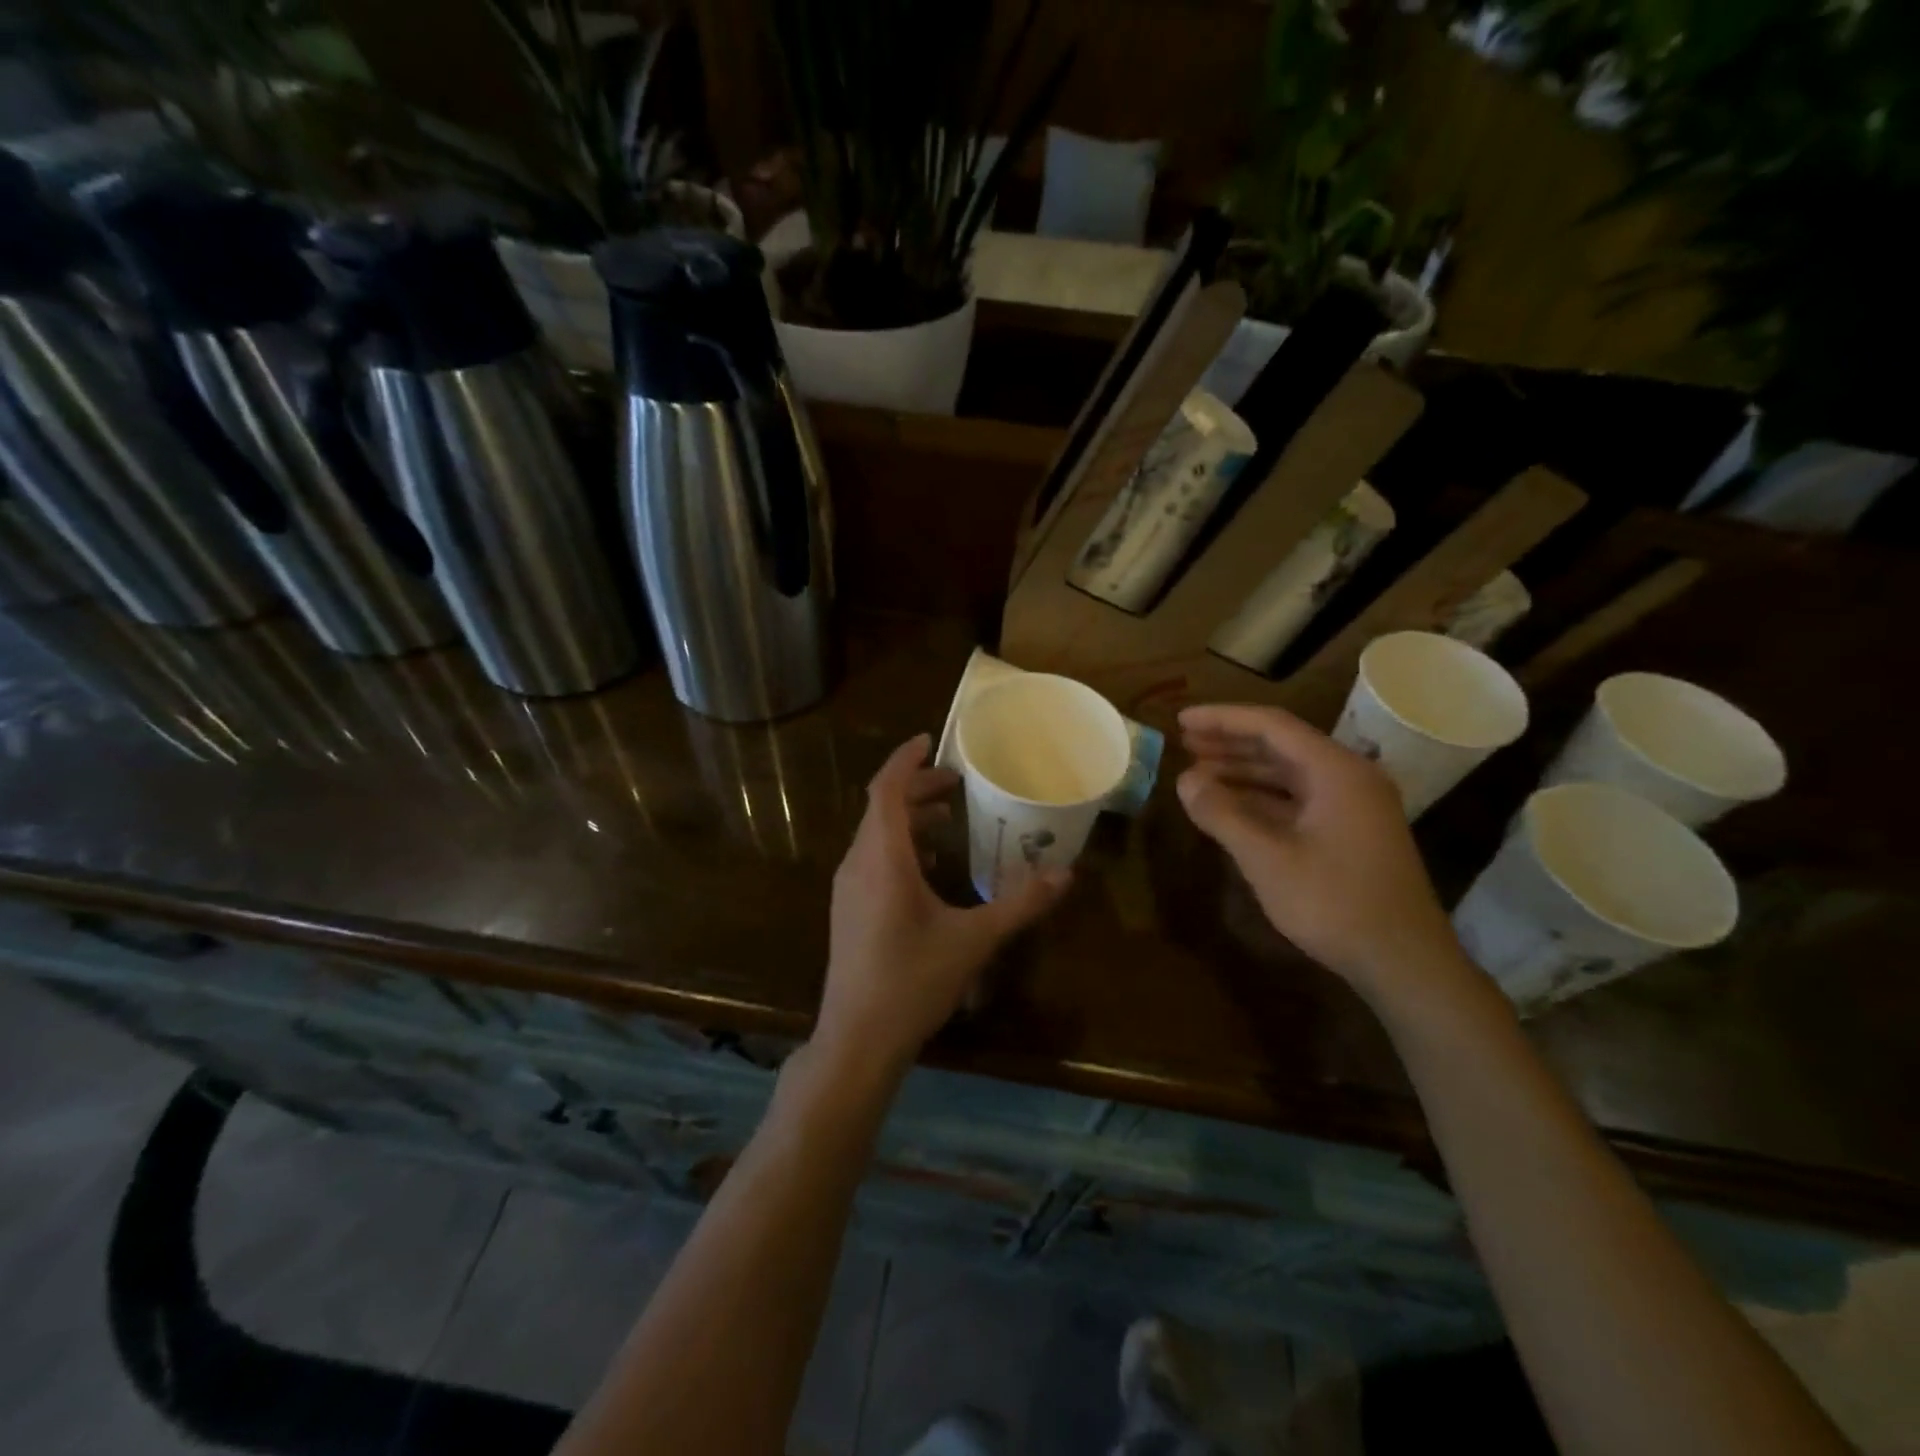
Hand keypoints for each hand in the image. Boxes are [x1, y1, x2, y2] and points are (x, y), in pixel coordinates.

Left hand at [819, 735, 1069, 1071]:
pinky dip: (901, 846)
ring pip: (876, 834)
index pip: (885, 790)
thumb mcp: (973, 941)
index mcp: (882, 860)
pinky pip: (873, 859)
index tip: (931, 741)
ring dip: (909, 818)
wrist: (857, 1039)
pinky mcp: (849, 910)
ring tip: (950, 818)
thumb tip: (1065, 873)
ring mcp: (848, 888)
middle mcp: (858, 864)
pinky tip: (931, 867)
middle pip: (881, 808)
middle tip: (958, 783)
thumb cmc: (912, 983)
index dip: (905, 760)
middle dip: (918, 788)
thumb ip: (1020, 904)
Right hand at [1176, 704, 1468, 1007]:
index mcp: (1336, 771)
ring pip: (1288, 774)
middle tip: (1184, 742)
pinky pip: (1298, 800)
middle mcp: (1348, 777)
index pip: (1272, 726)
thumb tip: (1185, 780)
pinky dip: (1261, 798)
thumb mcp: (1268, 859)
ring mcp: (1352, 806)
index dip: (1222, 719)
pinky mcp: (1350, 832)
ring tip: (1198, 771)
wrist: (1404, 962)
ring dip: (1243, 770)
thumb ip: (1223, 814)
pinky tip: (1231, 806)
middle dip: (1230, 742)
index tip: (1181, 719)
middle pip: (1281, 745)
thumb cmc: (1334, 903)